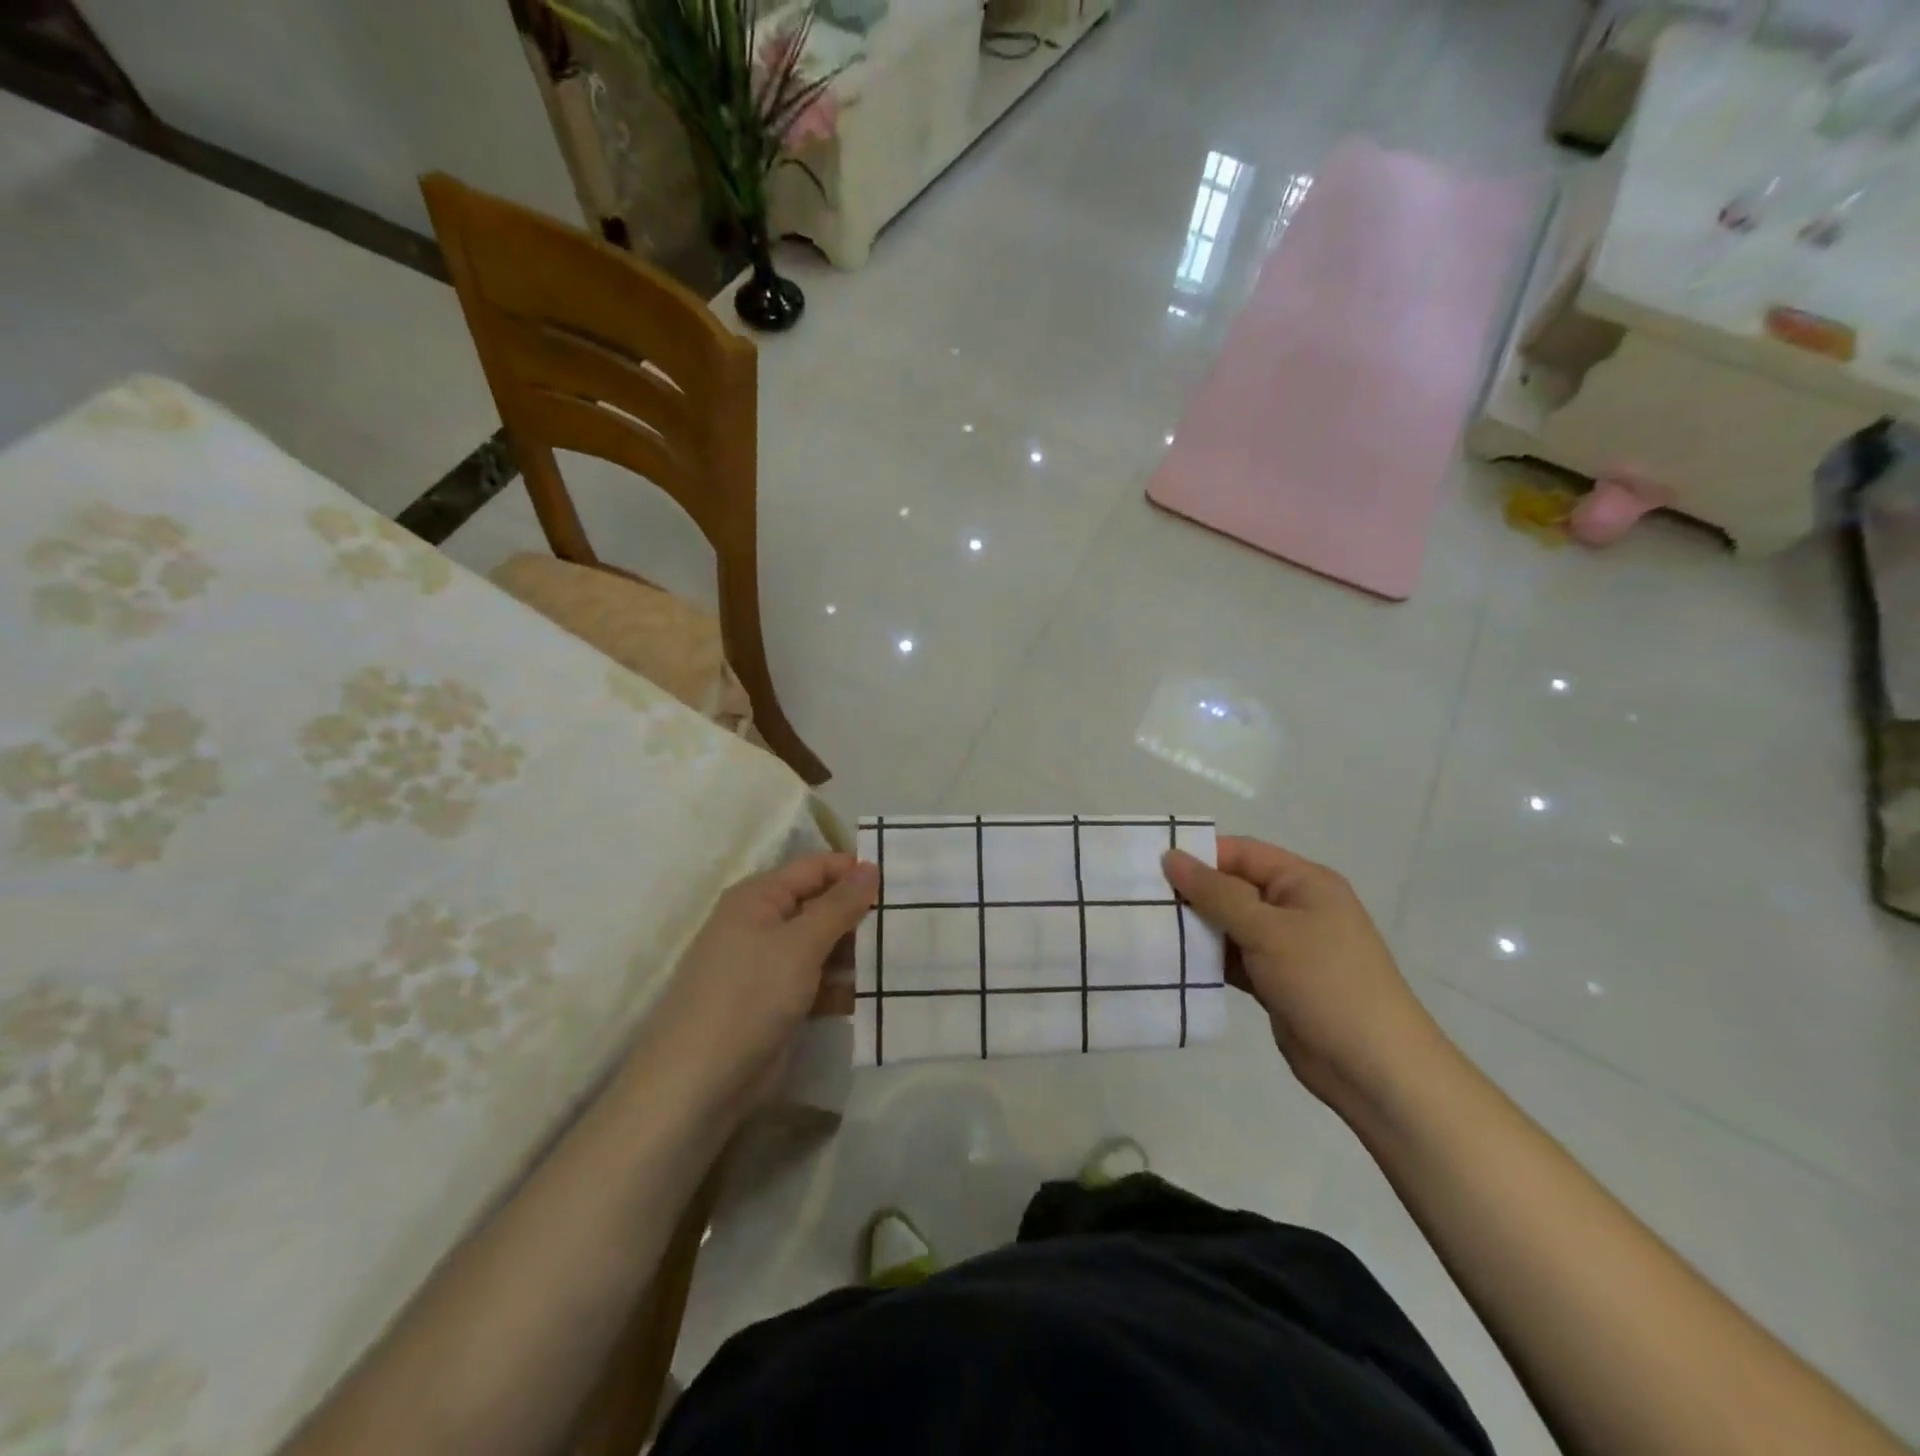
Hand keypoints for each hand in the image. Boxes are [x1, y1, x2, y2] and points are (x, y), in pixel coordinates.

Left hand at [637, 853, 877, 1120]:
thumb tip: (870, 866)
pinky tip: (874, 994)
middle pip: (819, 906)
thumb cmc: (749, 996)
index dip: (853, 871)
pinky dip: (840, 986)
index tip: (899, 882)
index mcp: (758, 898)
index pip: (814, 868)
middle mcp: (760, 925)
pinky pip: (815, 982)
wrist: (697, 1084)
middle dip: (858, 915)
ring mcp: (766, 967)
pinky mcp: (774, 1004)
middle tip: (906, 922)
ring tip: (899, 957)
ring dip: (854, 954)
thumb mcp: (800, 944)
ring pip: (820, 947)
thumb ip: (840, 905)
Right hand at [1162, 837, 1441, 1114]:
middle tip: (1141, 899)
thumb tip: (1171, 856)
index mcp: (1304, 882)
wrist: (1375, 1069)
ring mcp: (1286, 947)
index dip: (1199, 855)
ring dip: (1196, 928)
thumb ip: (1216, 893)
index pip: (1242, 853)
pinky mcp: (1276, 981)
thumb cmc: (1325, 983)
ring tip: (1147, 928)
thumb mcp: (1267, 931)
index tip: (1151, 865)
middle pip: (1233, 888)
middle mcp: (1295, 907)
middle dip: (1192, 893)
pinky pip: (1233, 958)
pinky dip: (1208, 959)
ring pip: (1230, 925)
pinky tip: (1173, 962)